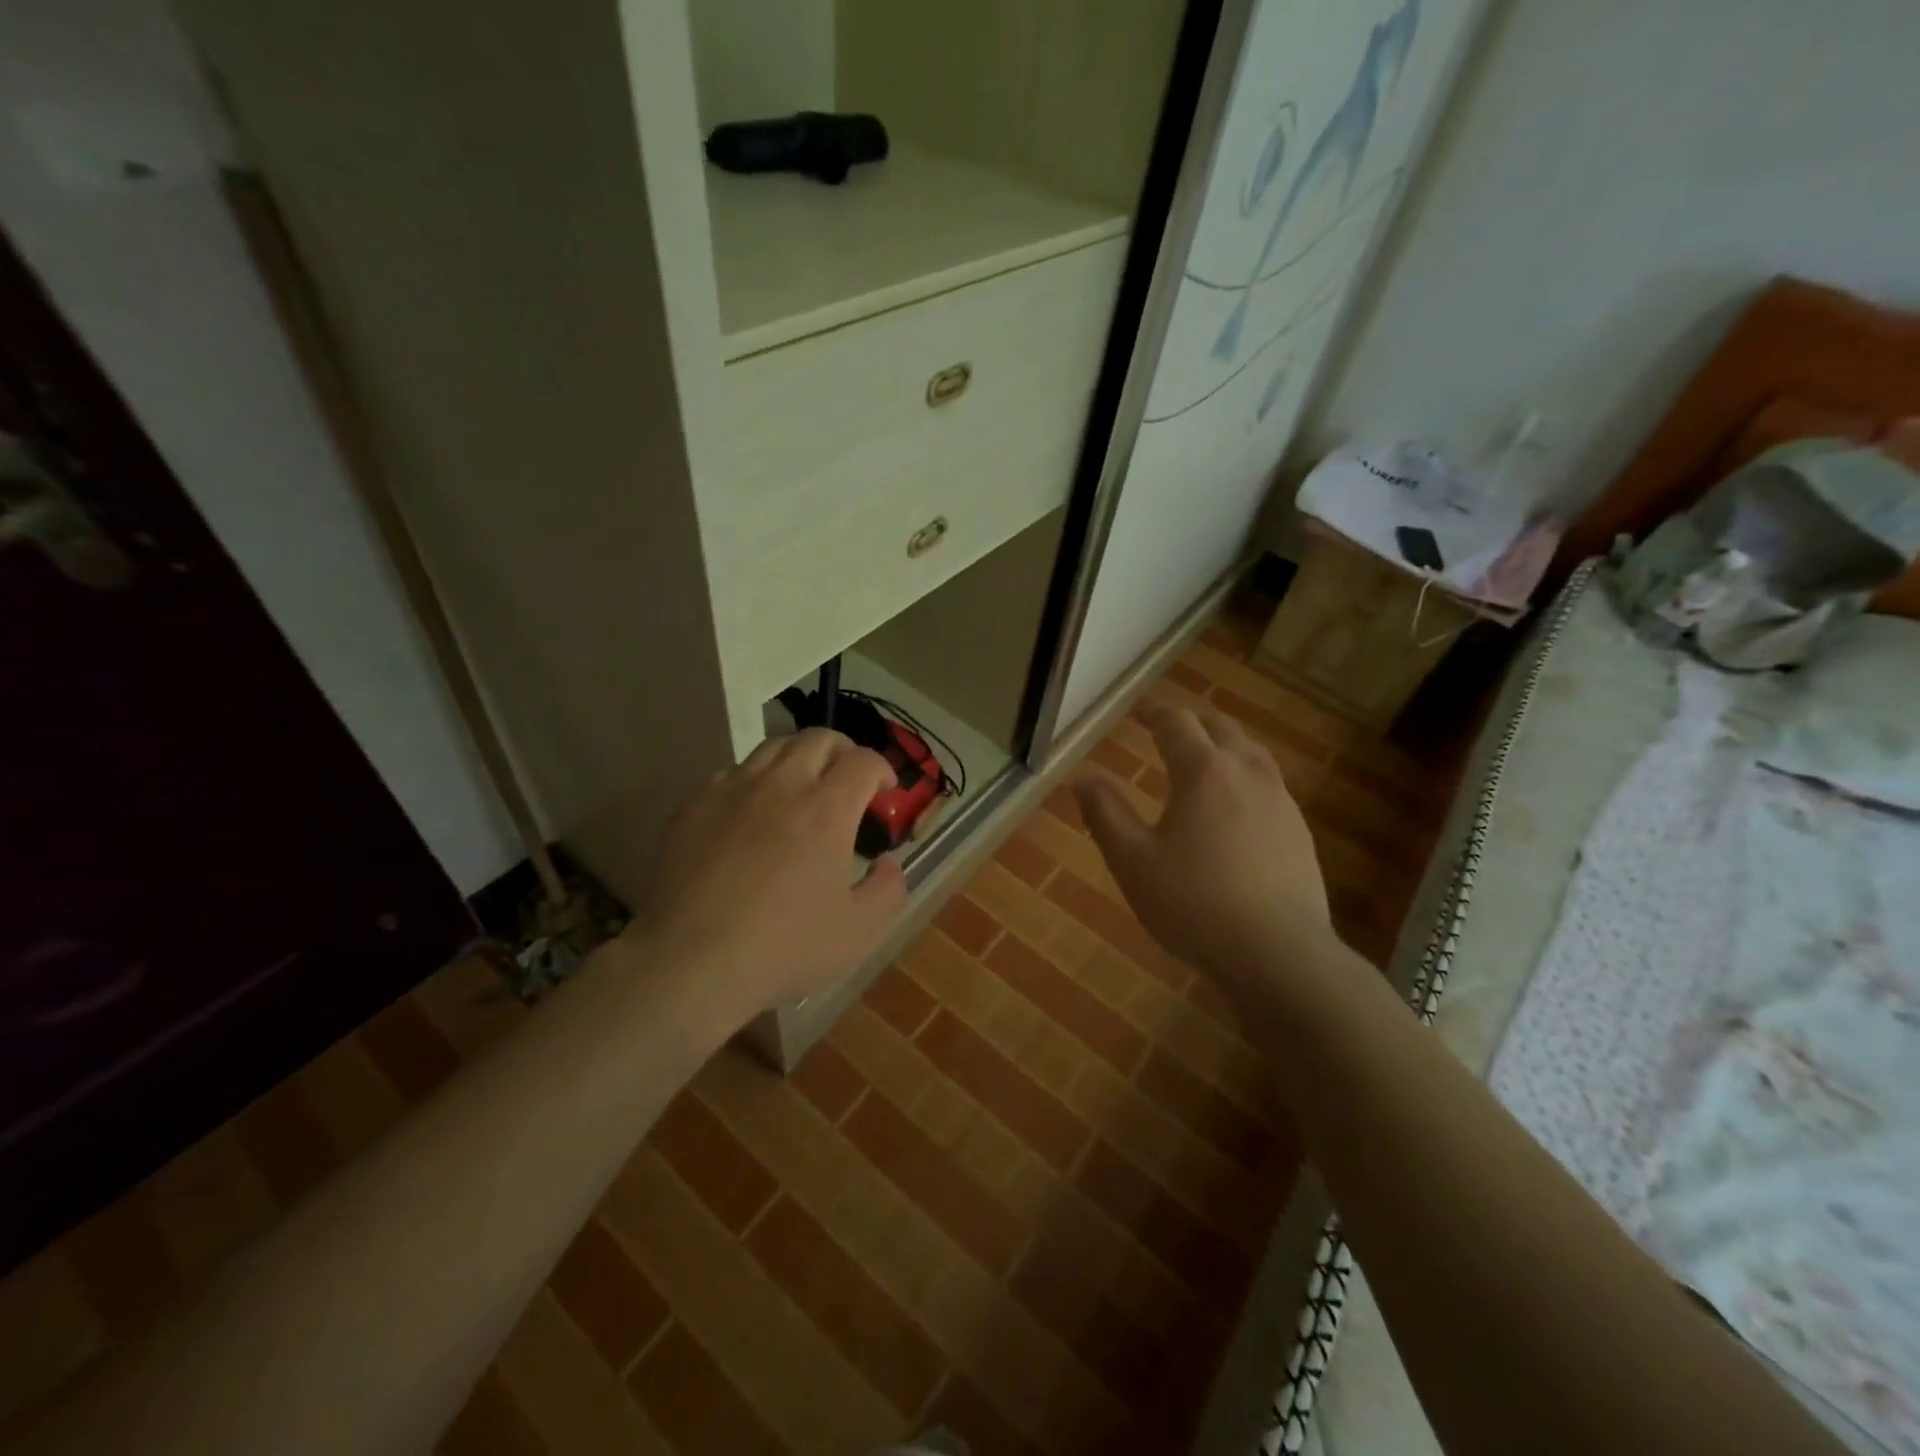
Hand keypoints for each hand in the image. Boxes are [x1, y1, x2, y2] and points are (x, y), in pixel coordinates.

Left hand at [632, 729, 907, 1015]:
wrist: (690, 963)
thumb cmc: (784, 948)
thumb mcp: (860, 932)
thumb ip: (888, 890)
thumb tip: (886, 864)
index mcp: (827, 809)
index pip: (863, 760)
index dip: (881, 769)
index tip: (885, 791)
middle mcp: (781, 785)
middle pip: (818, 738)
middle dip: (843, 750)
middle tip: (848, 779)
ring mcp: (731, 791)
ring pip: (771, 748)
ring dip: (797, 759)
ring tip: (800, 789)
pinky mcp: (692, 807)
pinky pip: (730, 775)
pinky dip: (753, 783)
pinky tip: (750, 816)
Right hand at [1074, 704, 1334, 995]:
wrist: (1278, 953)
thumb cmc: (1193, 902)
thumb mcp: (1132, 861)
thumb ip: (1105, 814)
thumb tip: (1082, 778)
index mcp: (1203, 771)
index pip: (1178, 724)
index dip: (1157, 714)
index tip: (1141, 714)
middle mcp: (1247, 773)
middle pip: (1222, 729)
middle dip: (1193, 723)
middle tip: (1171, 731)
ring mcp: (1281, 801)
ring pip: (1253, 753)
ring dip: (1225, 745)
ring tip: (1207, 759)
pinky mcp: (1300, 832)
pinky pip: (1270, 785)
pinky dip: (1246, 777)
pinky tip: (1238, 807)